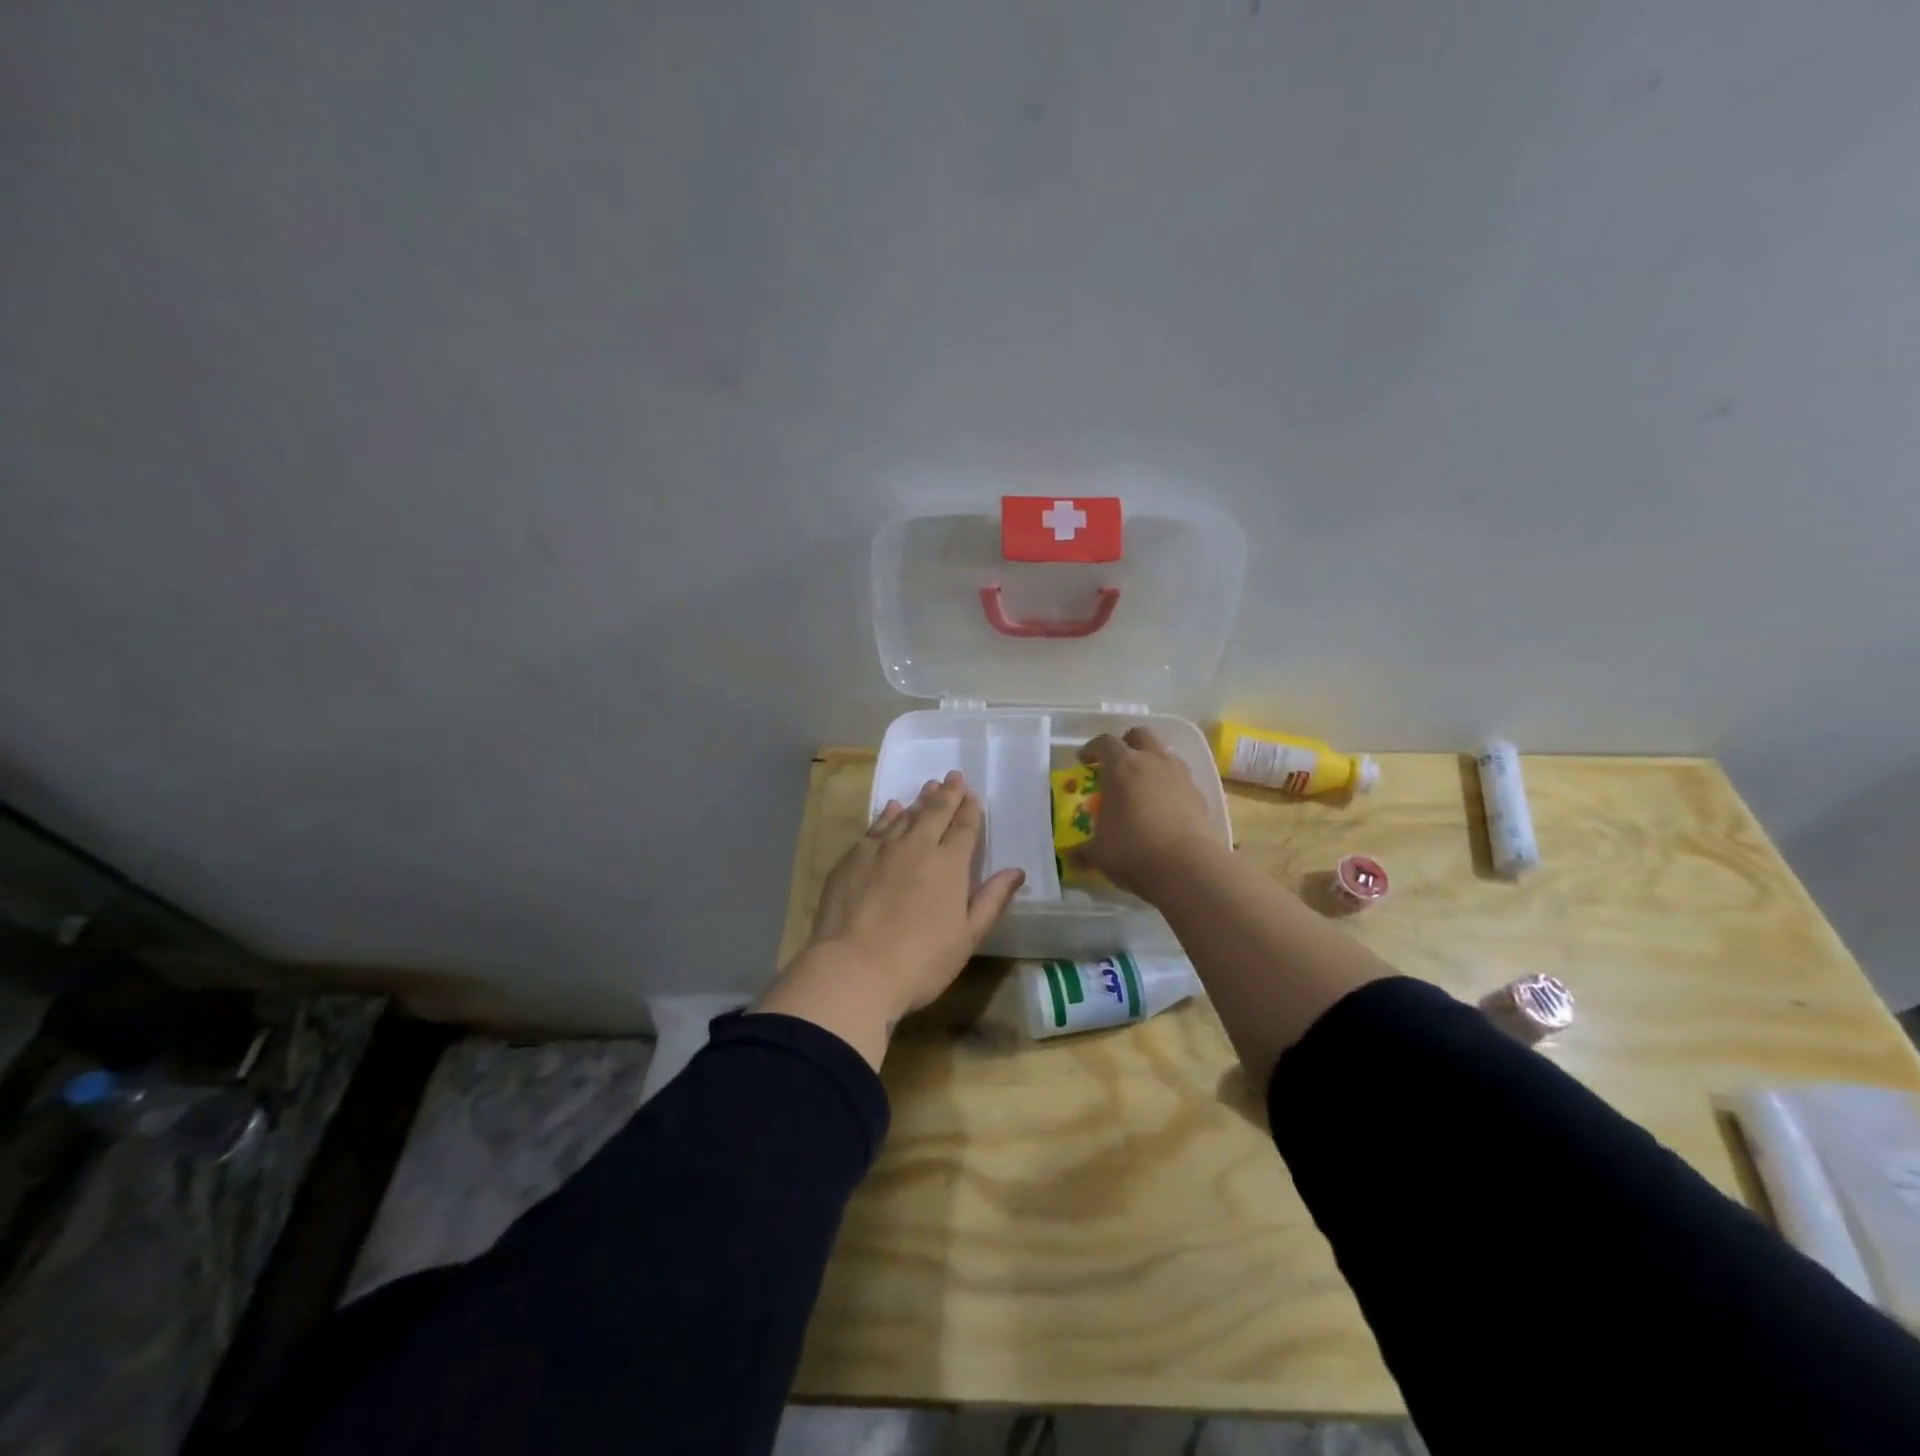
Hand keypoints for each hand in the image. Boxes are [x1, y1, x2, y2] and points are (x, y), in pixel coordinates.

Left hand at [755, 771, 1024, 1067]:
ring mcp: (881, 849)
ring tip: (929, 787)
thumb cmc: (920, 962)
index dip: (970, 809)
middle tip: (953, 776)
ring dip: (920, 800)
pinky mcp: (853, 858)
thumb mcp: (967, 937)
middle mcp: (917, 846)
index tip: (973, 795)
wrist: (853, 969)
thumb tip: (1017, 871)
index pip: (964, 828)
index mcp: (950, 864)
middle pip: (936, 812)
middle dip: (947, 794)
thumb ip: (992, 900)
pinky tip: (892, 808)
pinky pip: (876, 826)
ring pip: (905, 815)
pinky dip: (888, 814)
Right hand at [1071, 728, 1222, 899]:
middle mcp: (1153, 761)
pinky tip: (1163, 810)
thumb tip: (1074, 854)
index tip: (1083, 761)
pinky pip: (1180, 780)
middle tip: (1116, 765)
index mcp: (1122, 766)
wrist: (1187, 868)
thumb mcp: (1098, 851)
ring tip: (1141, 787)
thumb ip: (1085, 847)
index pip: (1104, 742)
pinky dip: (1169, 787)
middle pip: (1140, 736)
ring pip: (1164, 755)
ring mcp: (1180, 776)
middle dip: (1126, 744)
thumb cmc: (1133, 850)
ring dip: (1151, 763)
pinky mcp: (1200, 796)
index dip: (1091, 749)